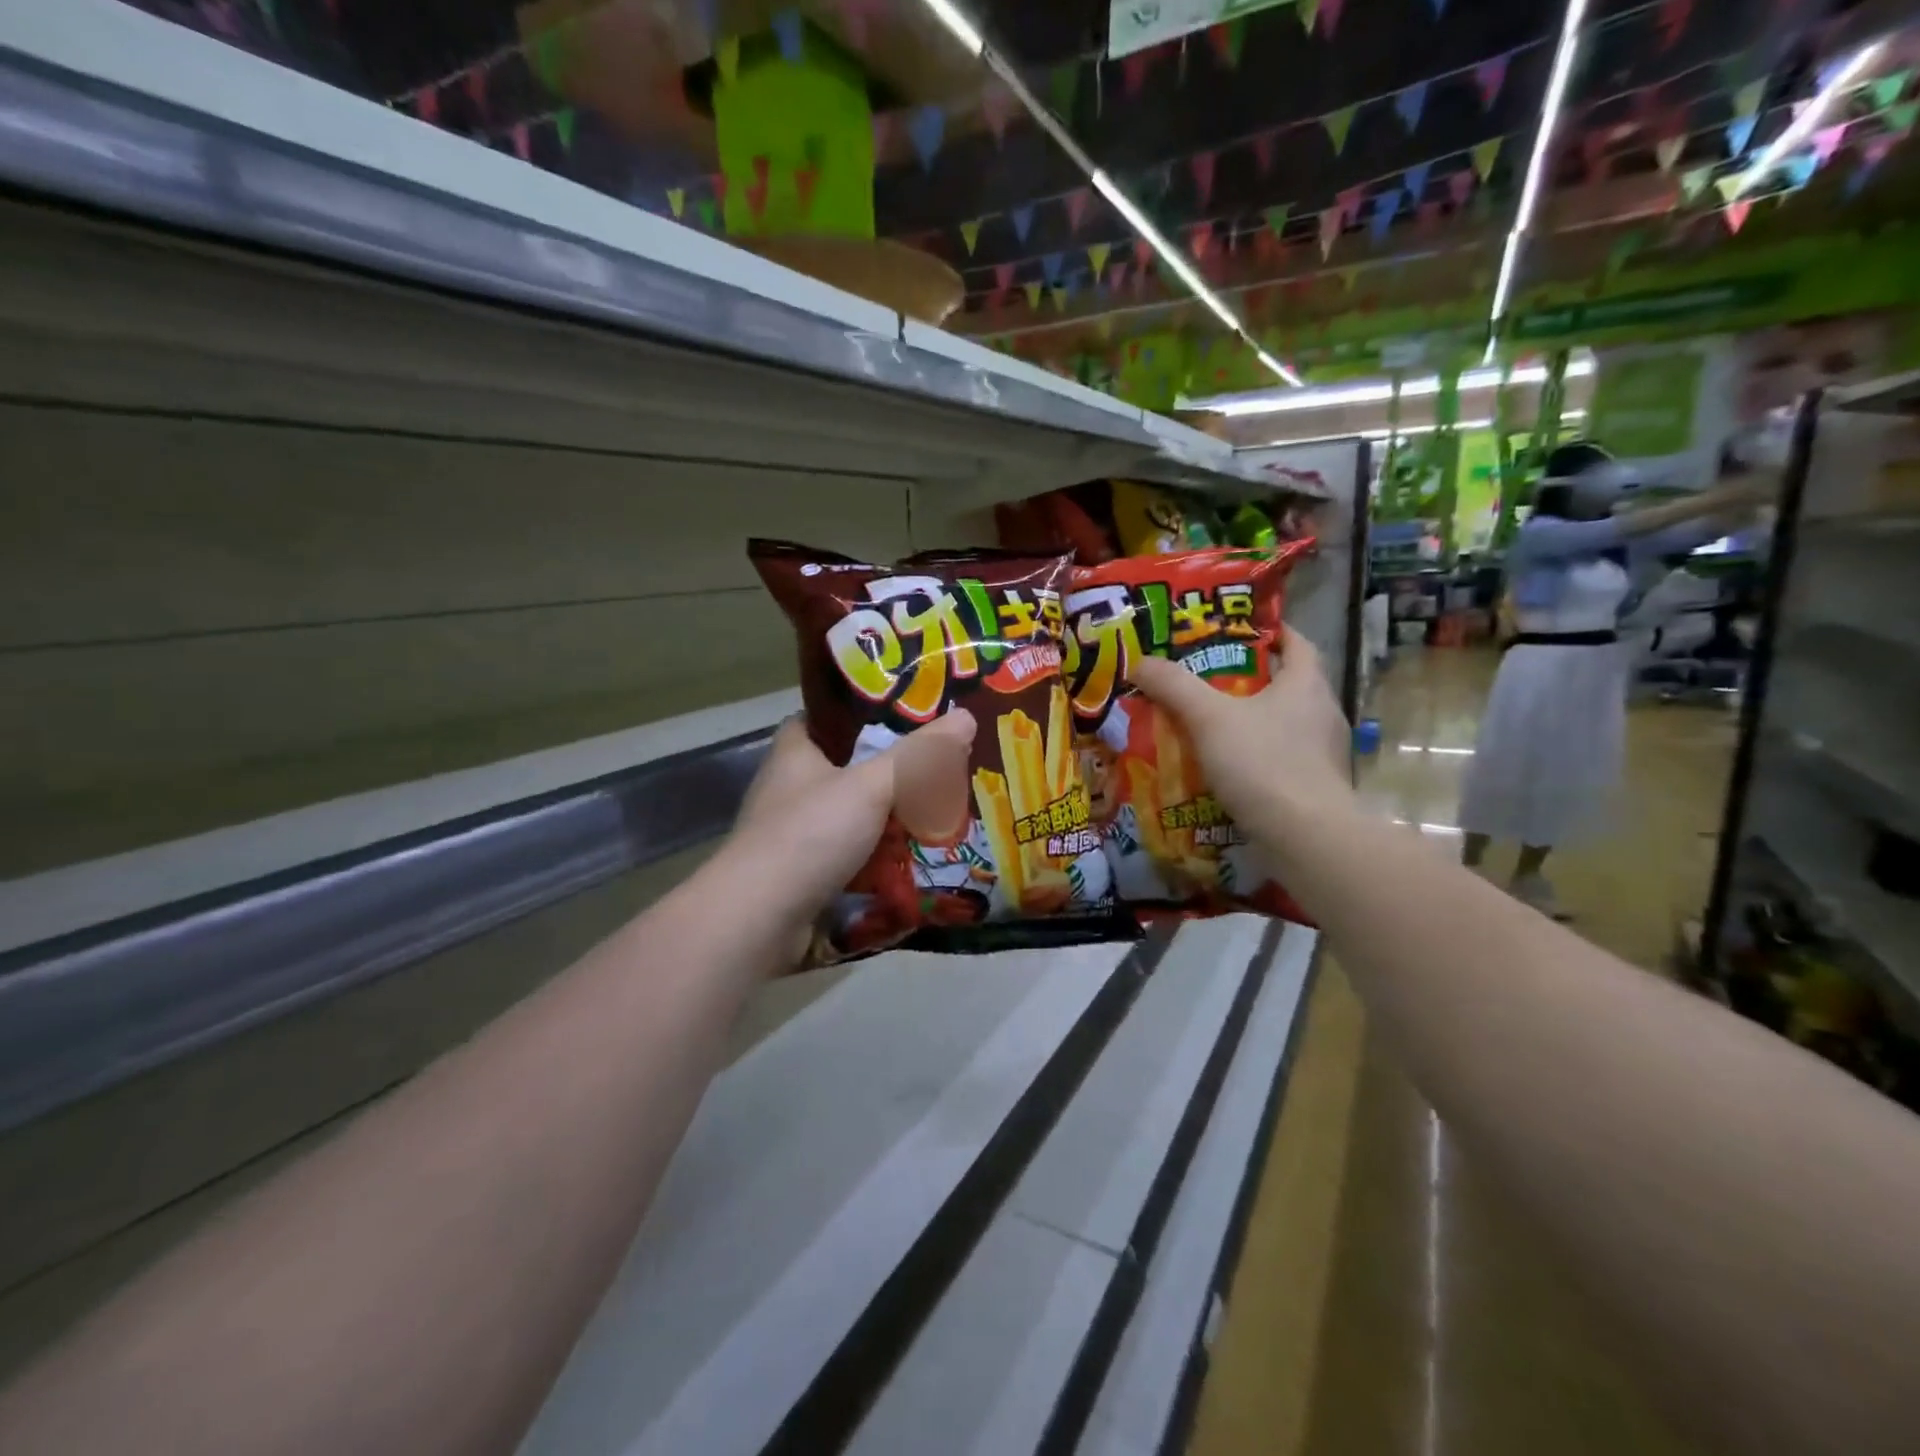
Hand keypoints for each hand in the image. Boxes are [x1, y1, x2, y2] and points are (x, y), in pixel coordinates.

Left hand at [725, 710, 976, 944]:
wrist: (760, 918)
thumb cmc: (810, 834)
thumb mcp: (871, 785)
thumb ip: (919, 755)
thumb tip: (966, 717)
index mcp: (795, 752)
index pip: (827, 718)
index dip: (863, 713)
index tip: (907, 715)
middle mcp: (789, 788)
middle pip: (847, 768)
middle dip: (889, 771)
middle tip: (939, 766)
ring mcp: (794, 834)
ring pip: (852, 815)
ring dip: (888, 818)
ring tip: (939, 810)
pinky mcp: (803, 874)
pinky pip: (850, 856)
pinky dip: (878, 857)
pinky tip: (915, 858)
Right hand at [1127, 628, 1351, 831]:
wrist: (1305, 837)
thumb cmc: (1263, 762)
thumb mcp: (1209, 718)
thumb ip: (1174, 686)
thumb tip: (1140, 661)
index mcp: (1307, 684)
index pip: (1296, 642)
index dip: (1271, 632)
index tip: (1238, 631)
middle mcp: (1323, 712)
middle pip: (1288, 683)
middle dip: (1249, 680)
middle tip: (1206, 680)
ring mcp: (1323, 753)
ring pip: (1283, 724)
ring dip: (1251, 721)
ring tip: (1209, 725)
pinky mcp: (1316, 786)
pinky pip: (1281, 759)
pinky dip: (1256, 757)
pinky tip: (1226, 769)